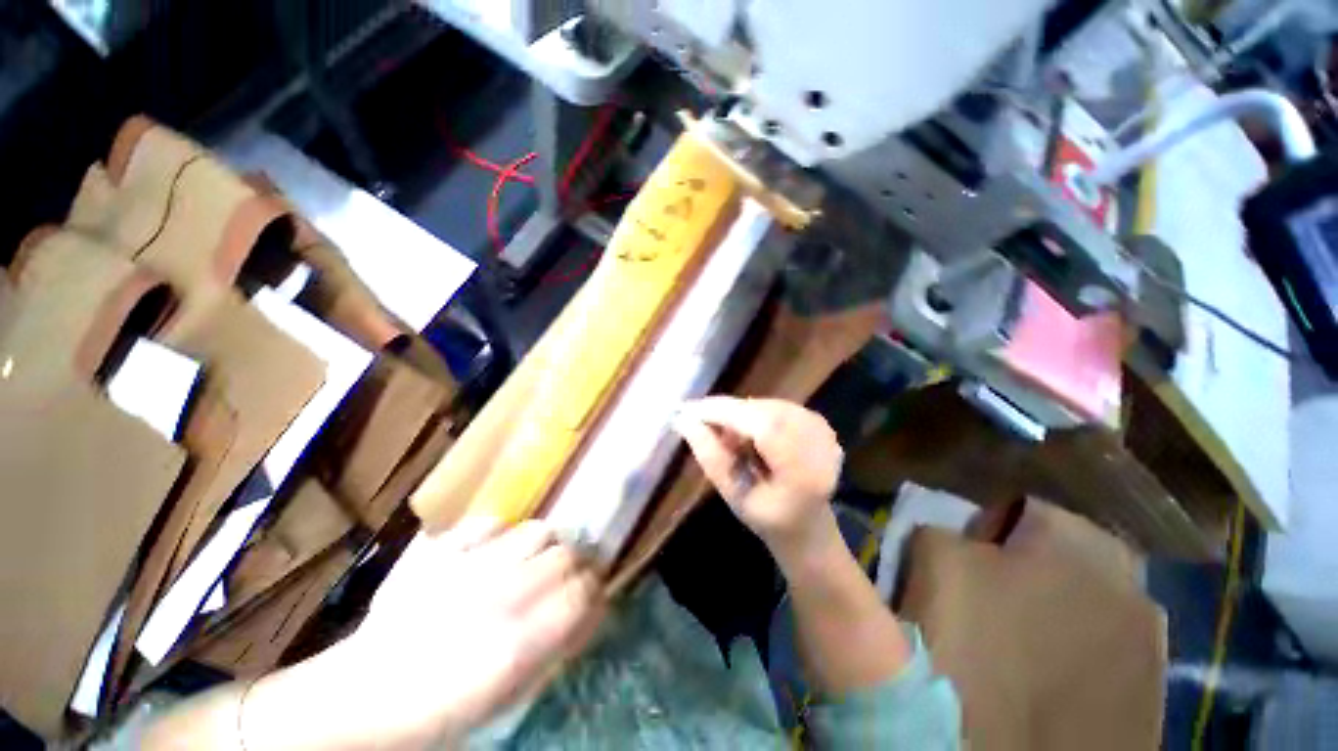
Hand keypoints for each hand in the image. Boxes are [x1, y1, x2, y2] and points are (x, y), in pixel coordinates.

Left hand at [334, 518, 603, 746]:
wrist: (361, 697)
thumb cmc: (439, 711)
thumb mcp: (508, 696)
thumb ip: (555, 647)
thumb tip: (589, 613)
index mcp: (517, 643)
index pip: (584, 592)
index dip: (595, 592)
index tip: (593, 596)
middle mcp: (500, 595)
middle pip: (566, 555)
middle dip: (576, 565)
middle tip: (566, 578)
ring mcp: (469, 566)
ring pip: (538, 529)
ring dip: (545, 545)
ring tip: (533, 561)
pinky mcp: (441, 550)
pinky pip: (490, 522)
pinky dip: (500, 533)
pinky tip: (493, 551)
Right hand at [673, 397, 842, 558]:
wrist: (808, 524)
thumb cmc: (768, 518)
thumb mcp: (734, 496)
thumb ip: (711, 458)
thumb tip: (684, 420)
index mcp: (804, 474)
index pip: (762, 427)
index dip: (724, 413)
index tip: (689, 410)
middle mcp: (820, 445)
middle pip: (765, 411)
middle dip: (728, 412)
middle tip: (702, 424)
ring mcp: (823, 430)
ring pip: (768, 405)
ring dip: (741, 414)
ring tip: (727, 436)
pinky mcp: (819, 421)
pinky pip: (776, 406)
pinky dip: (755, 414)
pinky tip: (748, 433)